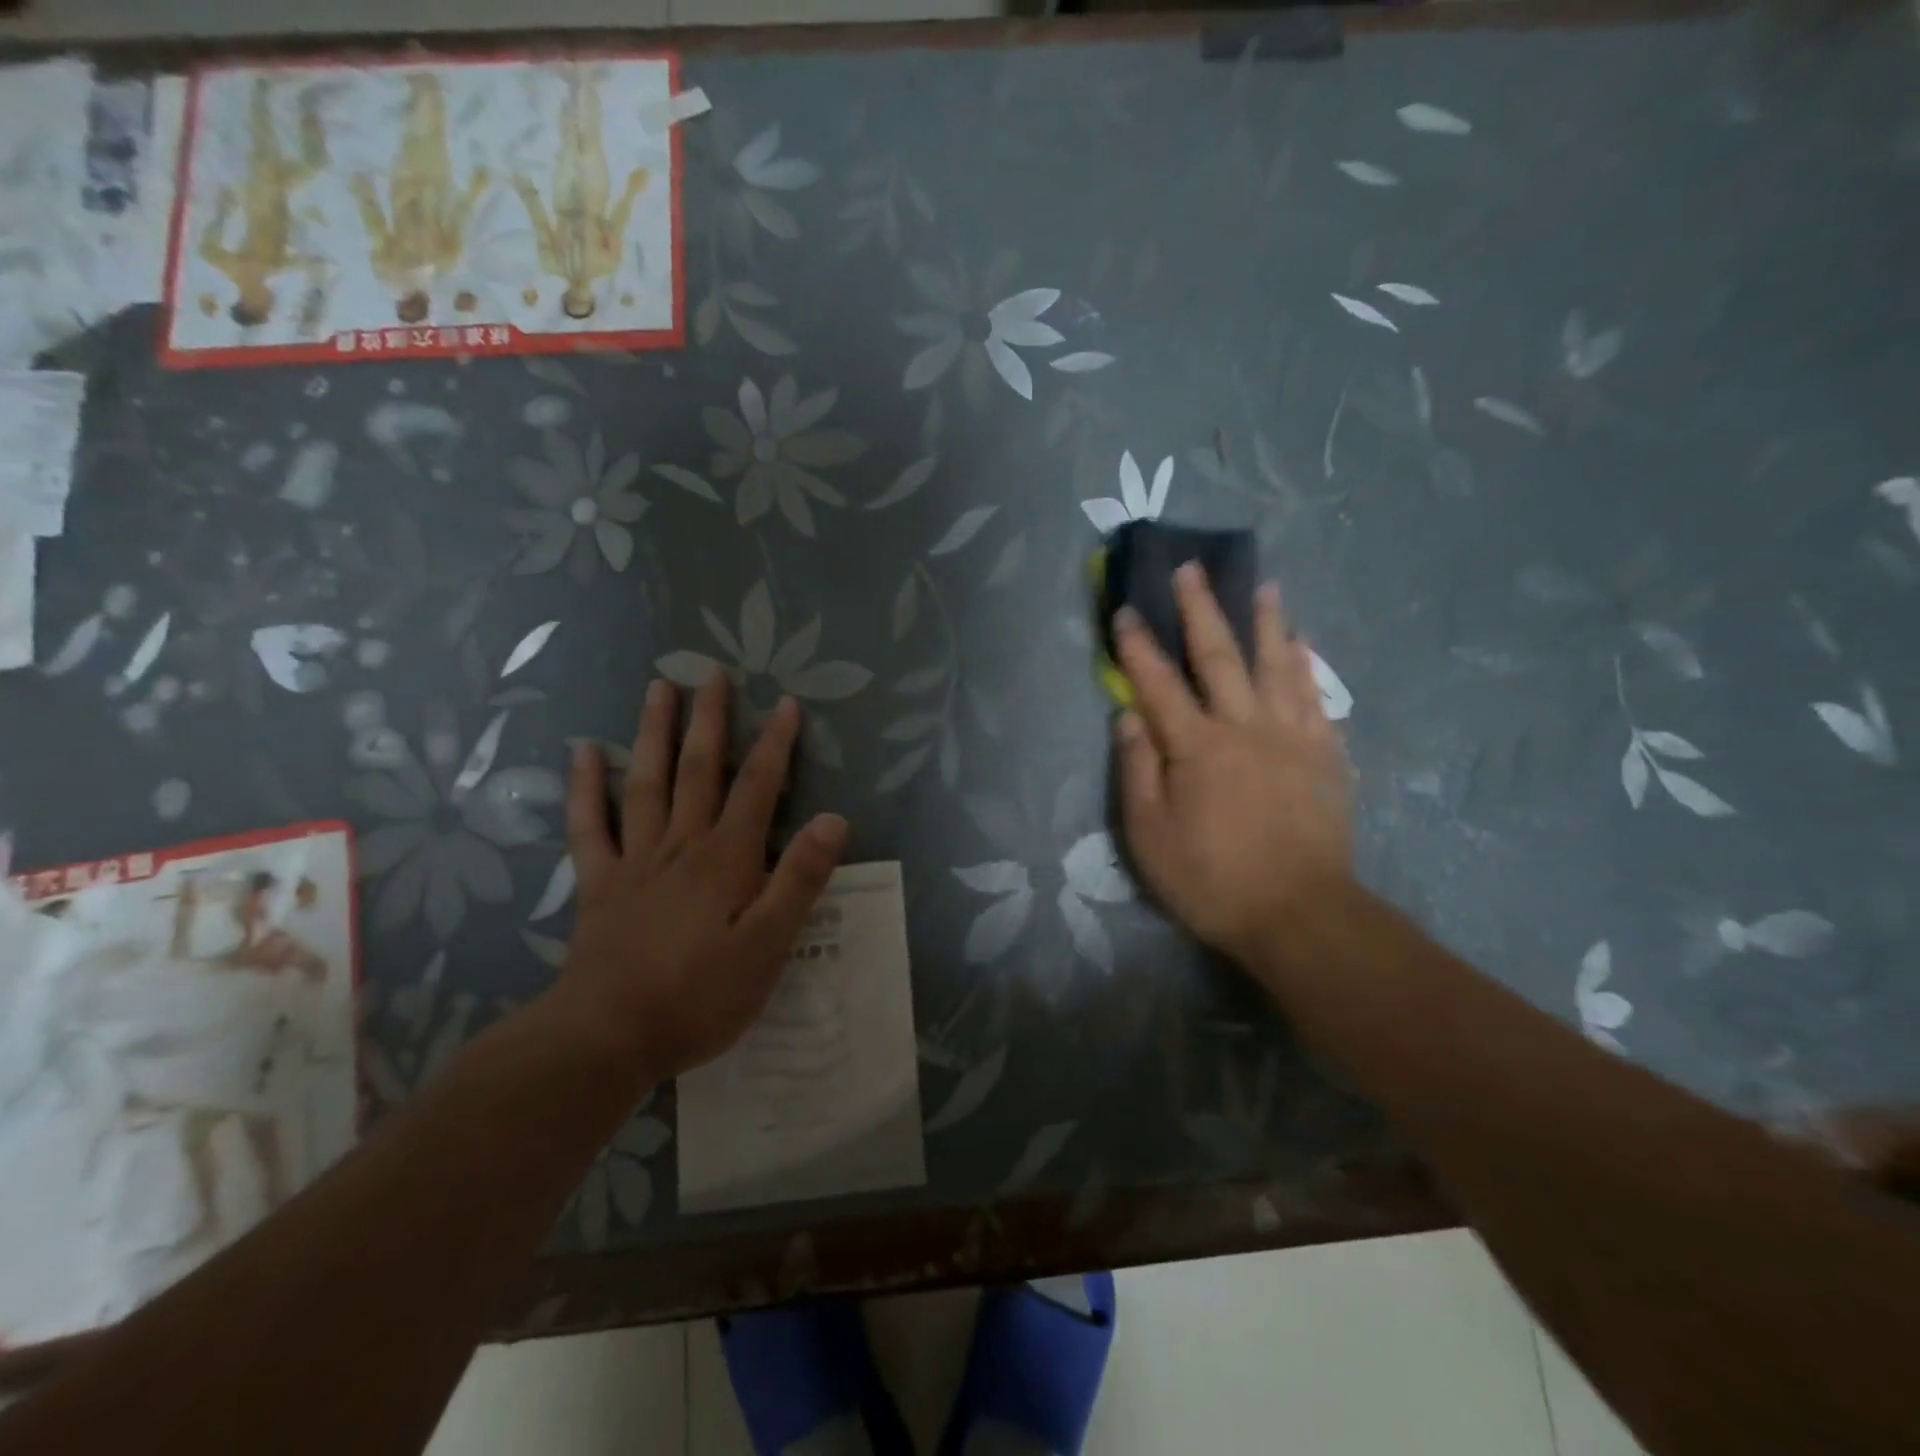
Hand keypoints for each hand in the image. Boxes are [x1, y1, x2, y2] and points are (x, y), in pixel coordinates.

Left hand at [548, 674, 847, 1081]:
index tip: (786, 703)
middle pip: (699, 770)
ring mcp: (634, 860)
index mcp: (726, 858)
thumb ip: (800, 879)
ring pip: (646, 783)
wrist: (607, 1037)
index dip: (775, 743)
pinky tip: (584, 751)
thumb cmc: (700, 995)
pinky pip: (589, 825)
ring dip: (655, 733)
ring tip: (659, 688)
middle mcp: (681, 844)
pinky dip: (585, 786)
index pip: (758, 786)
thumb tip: (835, 819)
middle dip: (710, 720)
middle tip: (712, 672)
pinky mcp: (597, 883)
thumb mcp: (769, 945)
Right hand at [1112, 563, 1353, 968]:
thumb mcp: (1149, 835)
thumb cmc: (1211, 879)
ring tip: (1262, 586)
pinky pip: (1316, 697)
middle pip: (1219, 656)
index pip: (1158, 683)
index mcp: (1195, 746)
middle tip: (1192, 569)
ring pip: (1277, 665)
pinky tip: (1304, 645)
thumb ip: (1137, 770)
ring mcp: (1291, 737)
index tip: (1126, 610)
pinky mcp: (1325, 755)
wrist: (1299, 914)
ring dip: (1266, 622)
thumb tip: (1128, 716)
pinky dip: (1307, 666)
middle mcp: (1244, 727)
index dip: (1138, 646)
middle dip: (1201, 610)